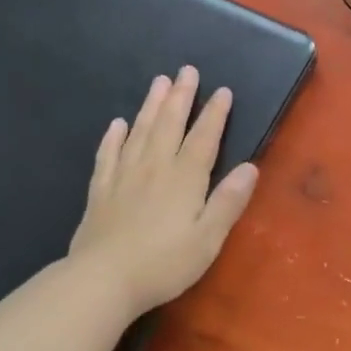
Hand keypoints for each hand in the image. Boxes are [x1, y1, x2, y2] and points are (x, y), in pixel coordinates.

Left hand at [67, 67, 258, 315]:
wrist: (102, 280)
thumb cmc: (164, 264)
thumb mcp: (208, 239)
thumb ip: (228, 201)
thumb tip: (250, 167)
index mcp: (185, 179)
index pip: (204, 138)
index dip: (214, 114)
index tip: (222, 91)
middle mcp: (154, 168)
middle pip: (169, 124)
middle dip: (181, 96)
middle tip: (186, 70)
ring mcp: (124, 177)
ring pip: (139, 132)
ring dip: (151, 105)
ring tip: (158, 82)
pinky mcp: (100, 191)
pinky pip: (108, 155)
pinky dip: (113, 137)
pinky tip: (117, 124)